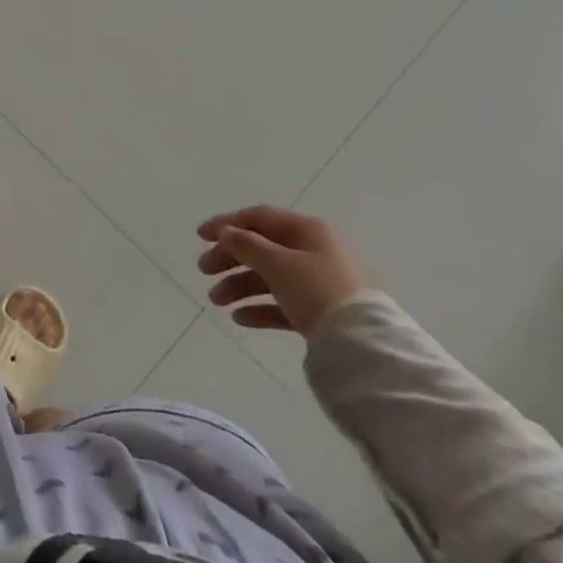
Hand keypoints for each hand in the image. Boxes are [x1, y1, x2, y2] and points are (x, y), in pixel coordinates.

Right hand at [196, 206, 370, 337]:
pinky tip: (239, 318)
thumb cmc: (317, 290)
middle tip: (203, 270)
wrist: (363, 344)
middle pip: (262, 248)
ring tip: (216, 301)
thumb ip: (246, 245)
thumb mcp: (277, 263)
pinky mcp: (320, 312)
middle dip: (230, 258)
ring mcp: (318, 283)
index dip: (227, 224)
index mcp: (308, 230)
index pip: (260, 218)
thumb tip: (226, 232)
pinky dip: (260, 307)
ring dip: (240, 285)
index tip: (199, 236)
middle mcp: (314, 251)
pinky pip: (283, 303)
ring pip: (270, 277)